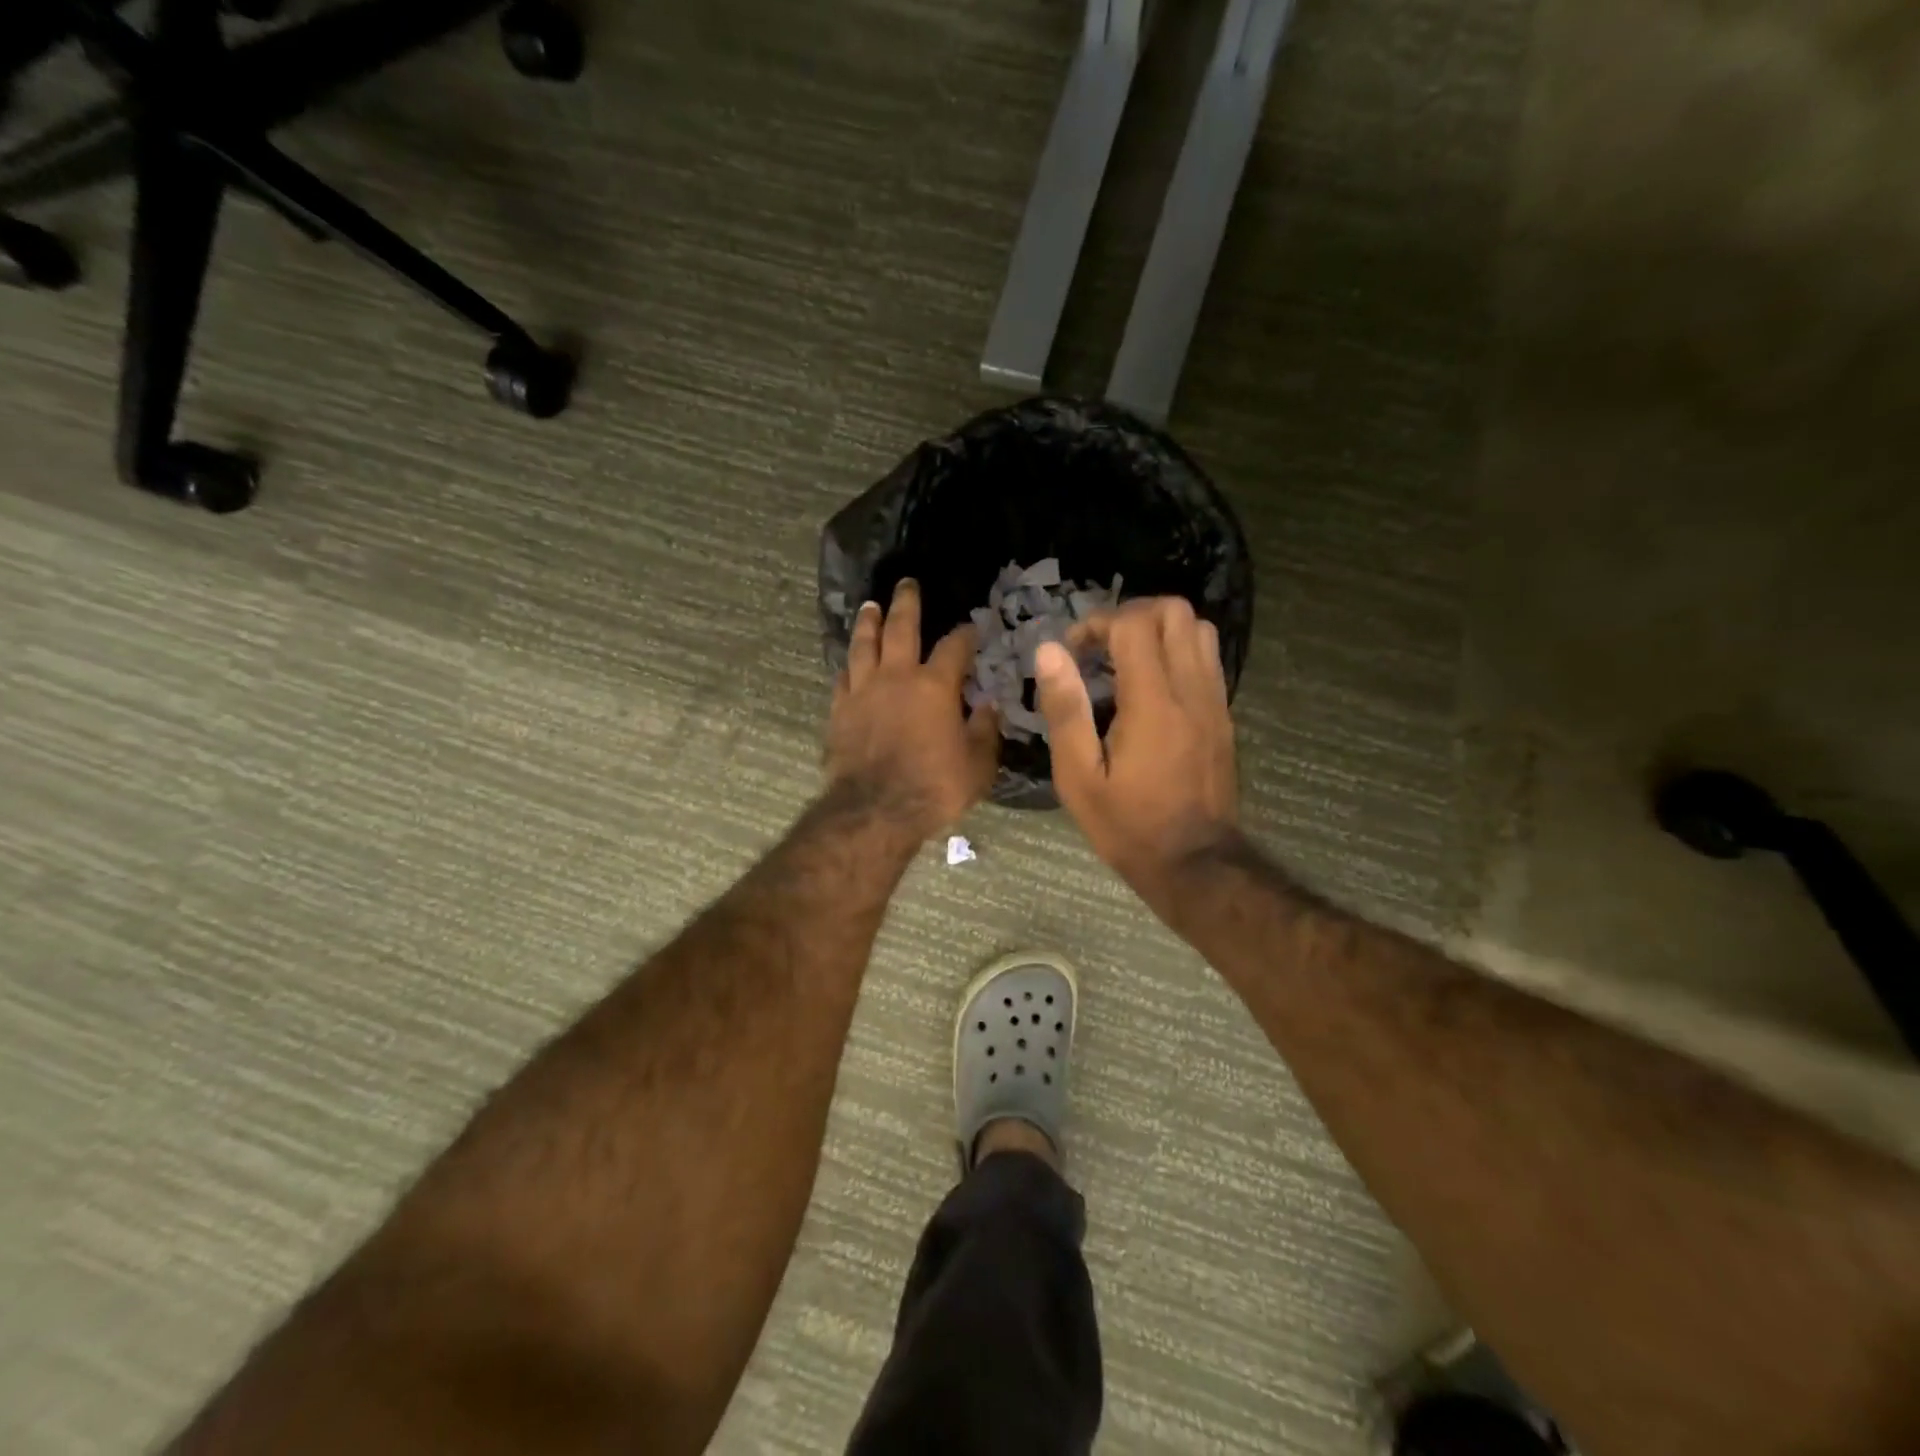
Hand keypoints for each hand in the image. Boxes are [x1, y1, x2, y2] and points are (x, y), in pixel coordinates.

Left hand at [826, 579, 1000, 840]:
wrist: (875, 810)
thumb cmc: (934, 787)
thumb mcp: (977, 765)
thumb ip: (985, 731)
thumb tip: (989, 706)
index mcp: (935, 686)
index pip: (955, 648)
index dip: (966, 634)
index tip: (972, 627)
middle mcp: (897, 677)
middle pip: (901, 628)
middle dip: (907, 603)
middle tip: (907, 583)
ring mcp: (863, 691)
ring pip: (864, 645)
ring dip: (869, 622)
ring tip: (870, 606)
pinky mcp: (839, 710)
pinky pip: (843, 678)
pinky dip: (849, 665)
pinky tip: (849, 662)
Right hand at [1034, 597, 1238, 902]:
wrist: (1194, 863)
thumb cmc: (1127, 824)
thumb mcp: (1078, 777)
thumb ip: (1065, 710)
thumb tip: (1050, 651)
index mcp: (1152, 703)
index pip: (1134, 624)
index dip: (1098, 623)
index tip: (1074, 651)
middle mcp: (1191, 690)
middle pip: (1176, 611)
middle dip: (1132, 614)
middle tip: (1101, 647)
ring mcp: (1215, 701)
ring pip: (1200, 629)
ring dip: (1159, 630)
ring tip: (1126, 660)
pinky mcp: (1224, 715)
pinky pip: (1208, 659)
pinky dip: (1178, 651)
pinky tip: (1151, 686)